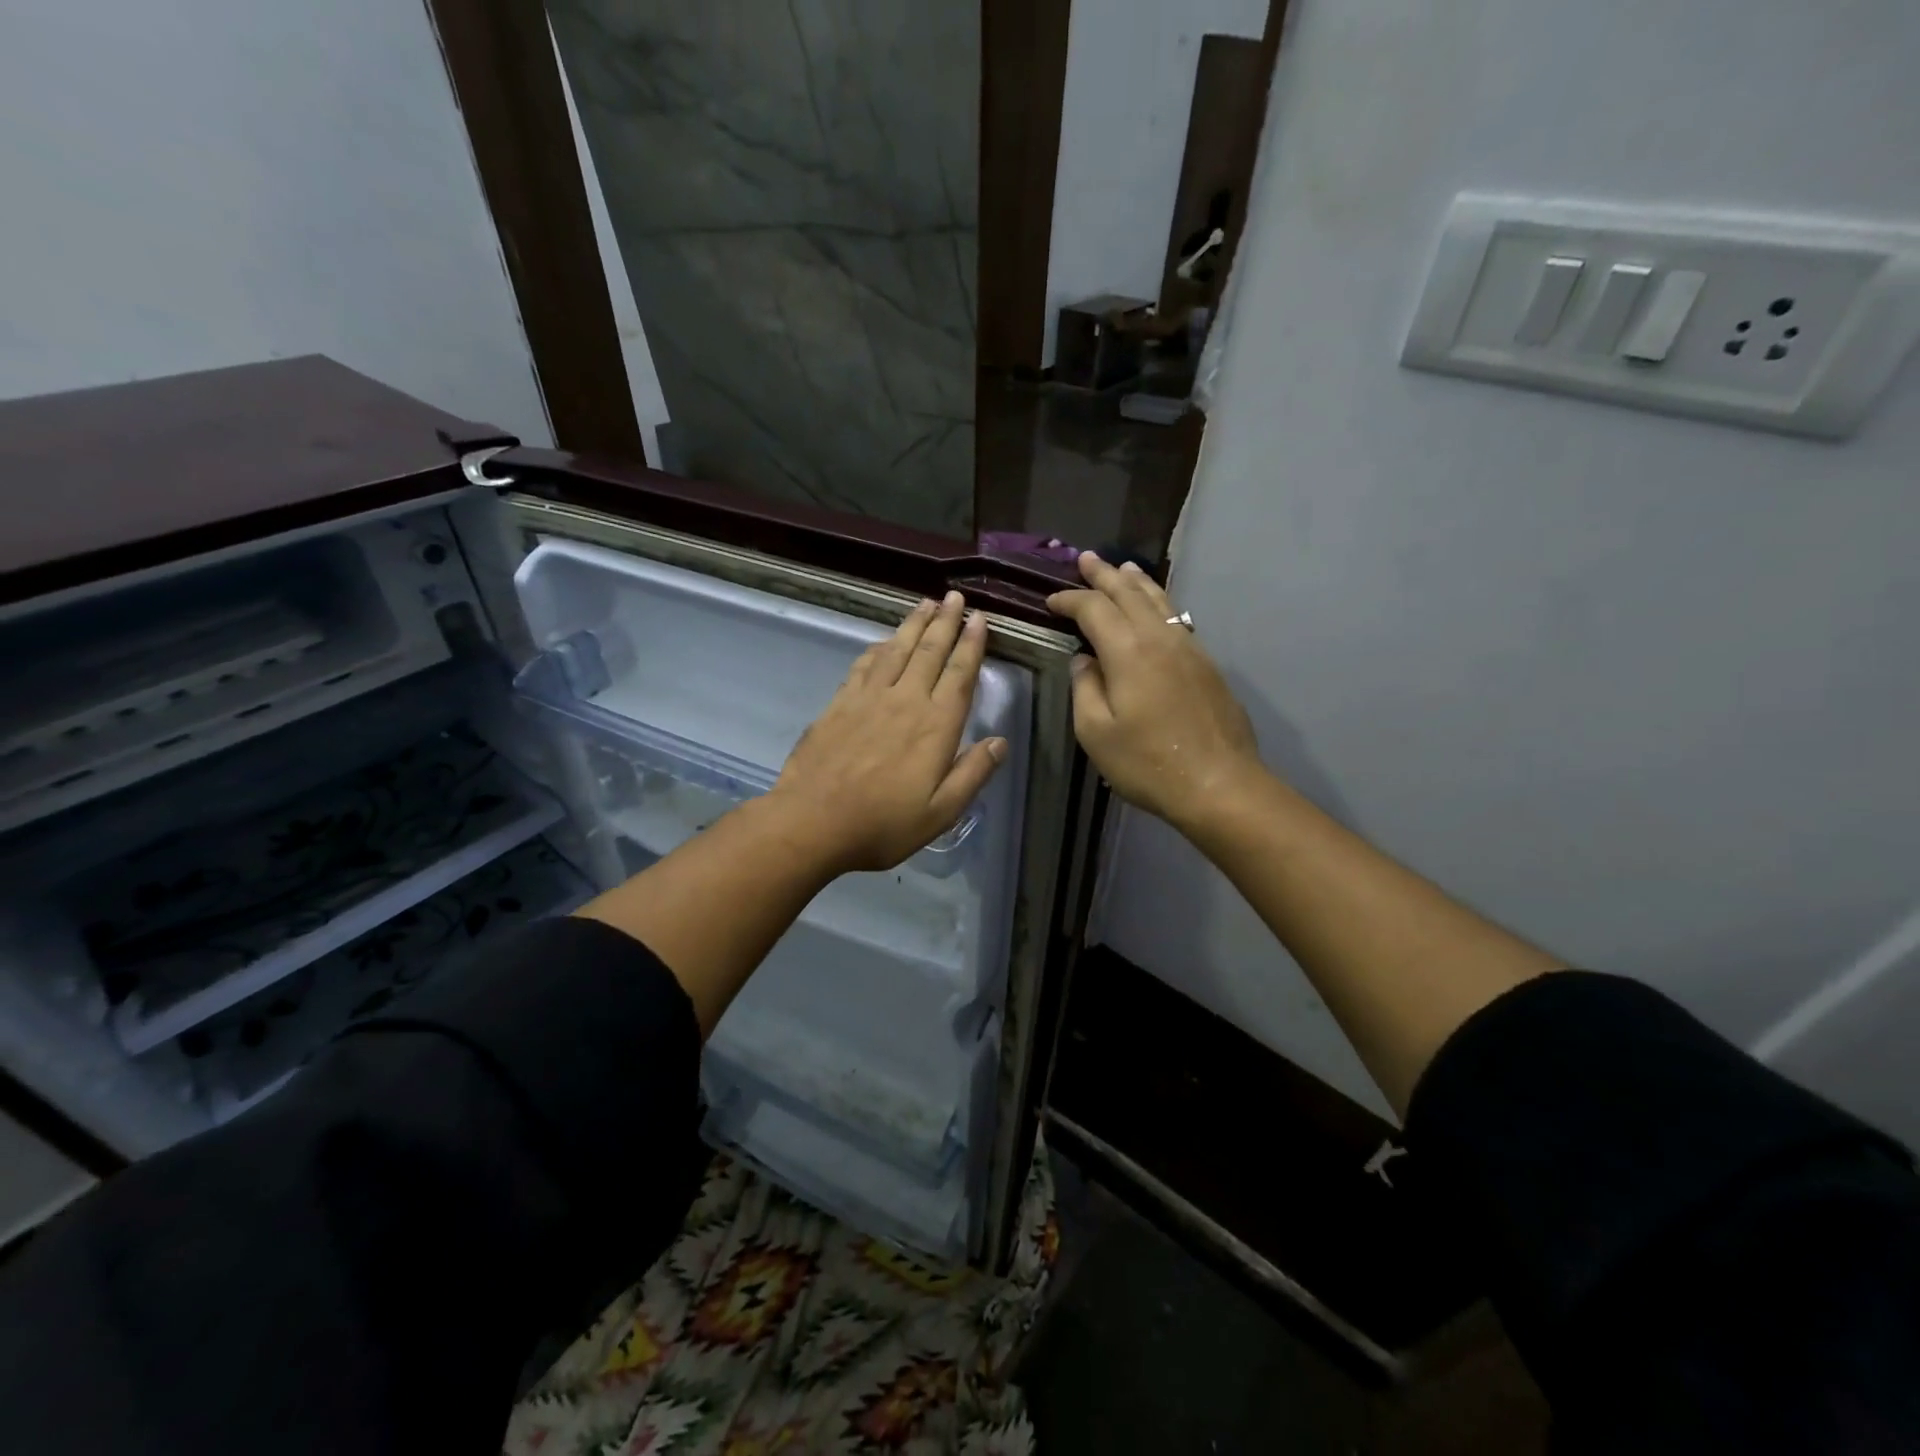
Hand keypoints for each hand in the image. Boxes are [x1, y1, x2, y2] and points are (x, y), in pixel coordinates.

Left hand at [769, 591, 1006, 873]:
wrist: (812, 822)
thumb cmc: (883, 824)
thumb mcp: (941, 813)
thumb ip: (972, 774)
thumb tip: (999, 742)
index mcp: (935, 726)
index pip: (959, 675)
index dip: (971, 644)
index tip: (979, 619)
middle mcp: (905, 701)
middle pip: (929, 652)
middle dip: (945, 622)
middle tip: (955, 597)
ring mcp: (868, 698)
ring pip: (896, 650)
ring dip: (913, 624)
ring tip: (926, 603)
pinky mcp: (839, 703)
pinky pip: (864, 664)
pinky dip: (878, 647)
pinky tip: (883, 640)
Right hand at [1048, 553, 1262, 831]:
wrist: (1218, 783)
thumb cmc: (1147, 763)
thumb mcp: (1096, 732)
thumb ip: (1085, 688)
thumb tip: (1084, 659)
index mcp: (1128, 651)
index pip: (1094, 609)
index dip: (1070, 600)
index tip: (1051, 601)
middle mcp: (1160, 639)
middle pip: (1129, 594)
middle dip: (1104, 575)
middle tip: (1086, 558)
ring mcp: (1189, 649)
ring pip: (1160, 602)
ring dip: (1137, 582)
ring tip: (1124, 568)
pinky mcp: (1206, 665)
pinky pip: (1177, 620)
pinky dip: (1159, 604)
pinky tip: (1156, 610)